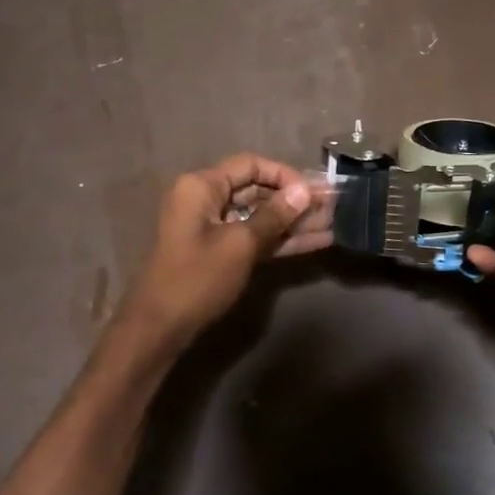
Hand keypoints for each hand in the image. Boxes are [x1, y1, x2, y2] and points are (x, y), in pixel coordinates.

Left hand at [122, 153, 332, 345]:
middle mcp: (206, 200)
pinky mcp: (221, 252)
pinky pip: (254, 237)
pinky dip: (281, 239)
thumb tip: (304, 191)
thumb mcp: (240, 245)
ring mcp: (213, 227)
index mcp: (202, 187)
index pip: (250, 166)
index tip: (312, 192)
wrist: (161, 328)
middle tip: (333, 206)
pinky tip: (316, 242)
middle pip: (257, 190)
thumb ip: (274, 216)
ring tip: (333, 223)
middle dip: (294, 200)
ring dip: (294, 221)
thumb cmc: (197, 278)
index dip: (284, 175)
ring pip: (260, 216)